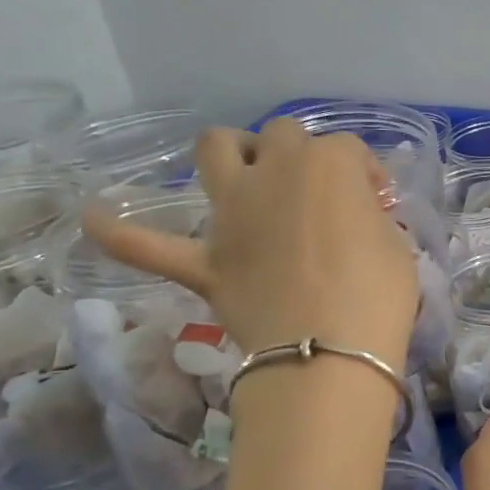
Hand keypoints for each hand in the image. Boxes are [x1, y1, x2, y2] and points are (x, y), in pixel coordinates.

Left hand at [82, 122, 417, 373]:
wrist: (327, 354)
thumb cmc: (378, 296)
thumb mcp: (396, 246)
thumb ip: (370, 220)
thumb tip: (355, 220)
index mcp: (329, 166)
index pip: (350, 150)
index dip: (366, 174)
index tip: (378, 203)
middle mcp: (275, 173)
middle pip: (282, 135)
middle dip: (303, 154)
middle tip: (320, 193)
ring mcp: (232, 214)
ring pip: (214, 151)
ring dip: (228, 153)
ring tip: (244, 173)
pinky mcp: (205, 261)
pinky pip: (146, 245)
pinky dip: (120, 232)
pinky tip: (93, 217)